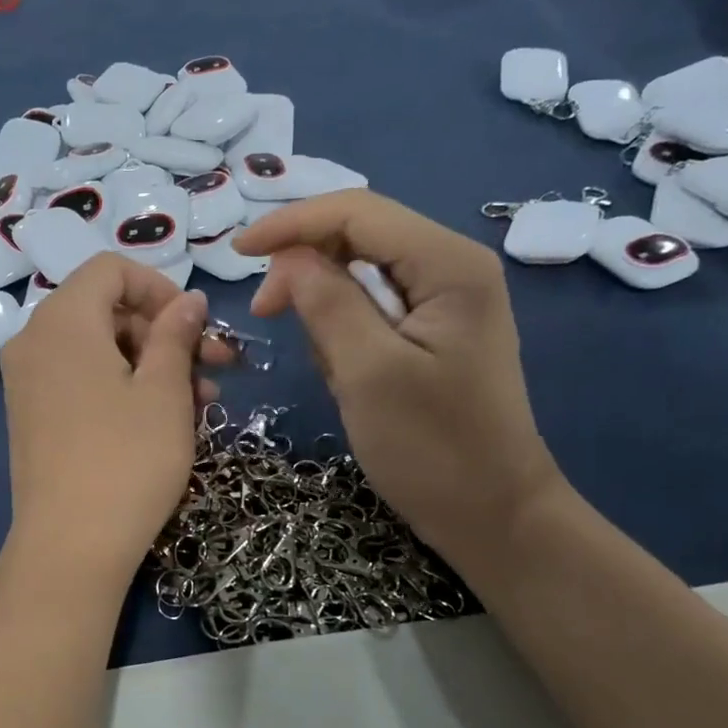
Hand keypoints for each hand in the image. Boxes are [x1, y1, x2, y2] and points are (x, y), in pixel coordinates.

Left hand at [0, 254, 225, 578]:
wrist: (70, 546)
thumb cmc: (127, 459)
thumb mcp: (165, 391)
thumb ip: (176, 334)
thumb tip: (188, 301)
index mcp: (62, 320)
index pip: (111, 269)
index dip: (160, 288)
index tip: (196, 327)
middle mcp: (33, 340)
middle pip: (106, 310)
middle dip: (164, 333)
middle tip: (214, 370)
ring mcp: (27, 382)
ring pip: (98, 350)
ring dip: (152, 365)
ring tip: (201, 405)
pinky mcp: (31, 416)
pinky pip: (80, 380)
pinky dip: (121, 387)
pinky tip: (162, 421)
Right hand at [233, 190, 562, 571]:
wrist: (492, 515)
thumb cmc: (432, 448)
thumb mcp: (368, 373)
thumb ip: (326, 302)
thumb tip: (287, 257)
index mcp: (448, 264)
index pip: (357, 212)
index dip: (291, 223)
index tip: (235, 254)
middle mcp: (452, 266)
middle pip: (359, 235)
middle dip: (306, 268)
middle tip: (265, 314)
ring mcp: (446, 300)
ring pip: (361, 275)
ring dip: (327, 311)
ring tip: (330, 370)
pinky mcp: (434, 331)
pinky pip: (373, 310)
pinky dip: (345, 334)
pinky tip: (348, 376)